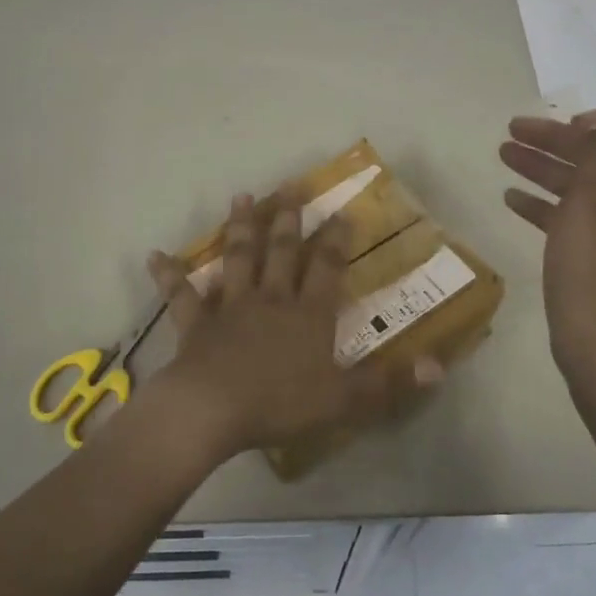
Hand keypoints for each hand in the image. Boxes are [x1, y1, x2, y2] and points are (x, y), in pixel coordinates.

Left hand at [143, 193, 441, 462]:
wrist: (213, 410)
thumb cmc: (280, 404)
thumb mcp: (345, 400)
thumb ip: (390, 383)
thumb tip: (439, 365)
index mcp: (307, 314)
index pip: (326, 267)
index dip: (335, 239)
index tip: (341, 211)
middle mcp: (271, 299)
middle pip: (281, 251)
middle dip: (288, 218)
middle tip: (290, 185)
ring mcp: (230, 307)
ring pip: (238, 259)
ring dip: (240, 228)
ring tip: (242, 197)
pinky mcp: (196, 323)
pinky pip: (182, 295)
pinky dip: (170, 275)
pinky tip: (156, 256)